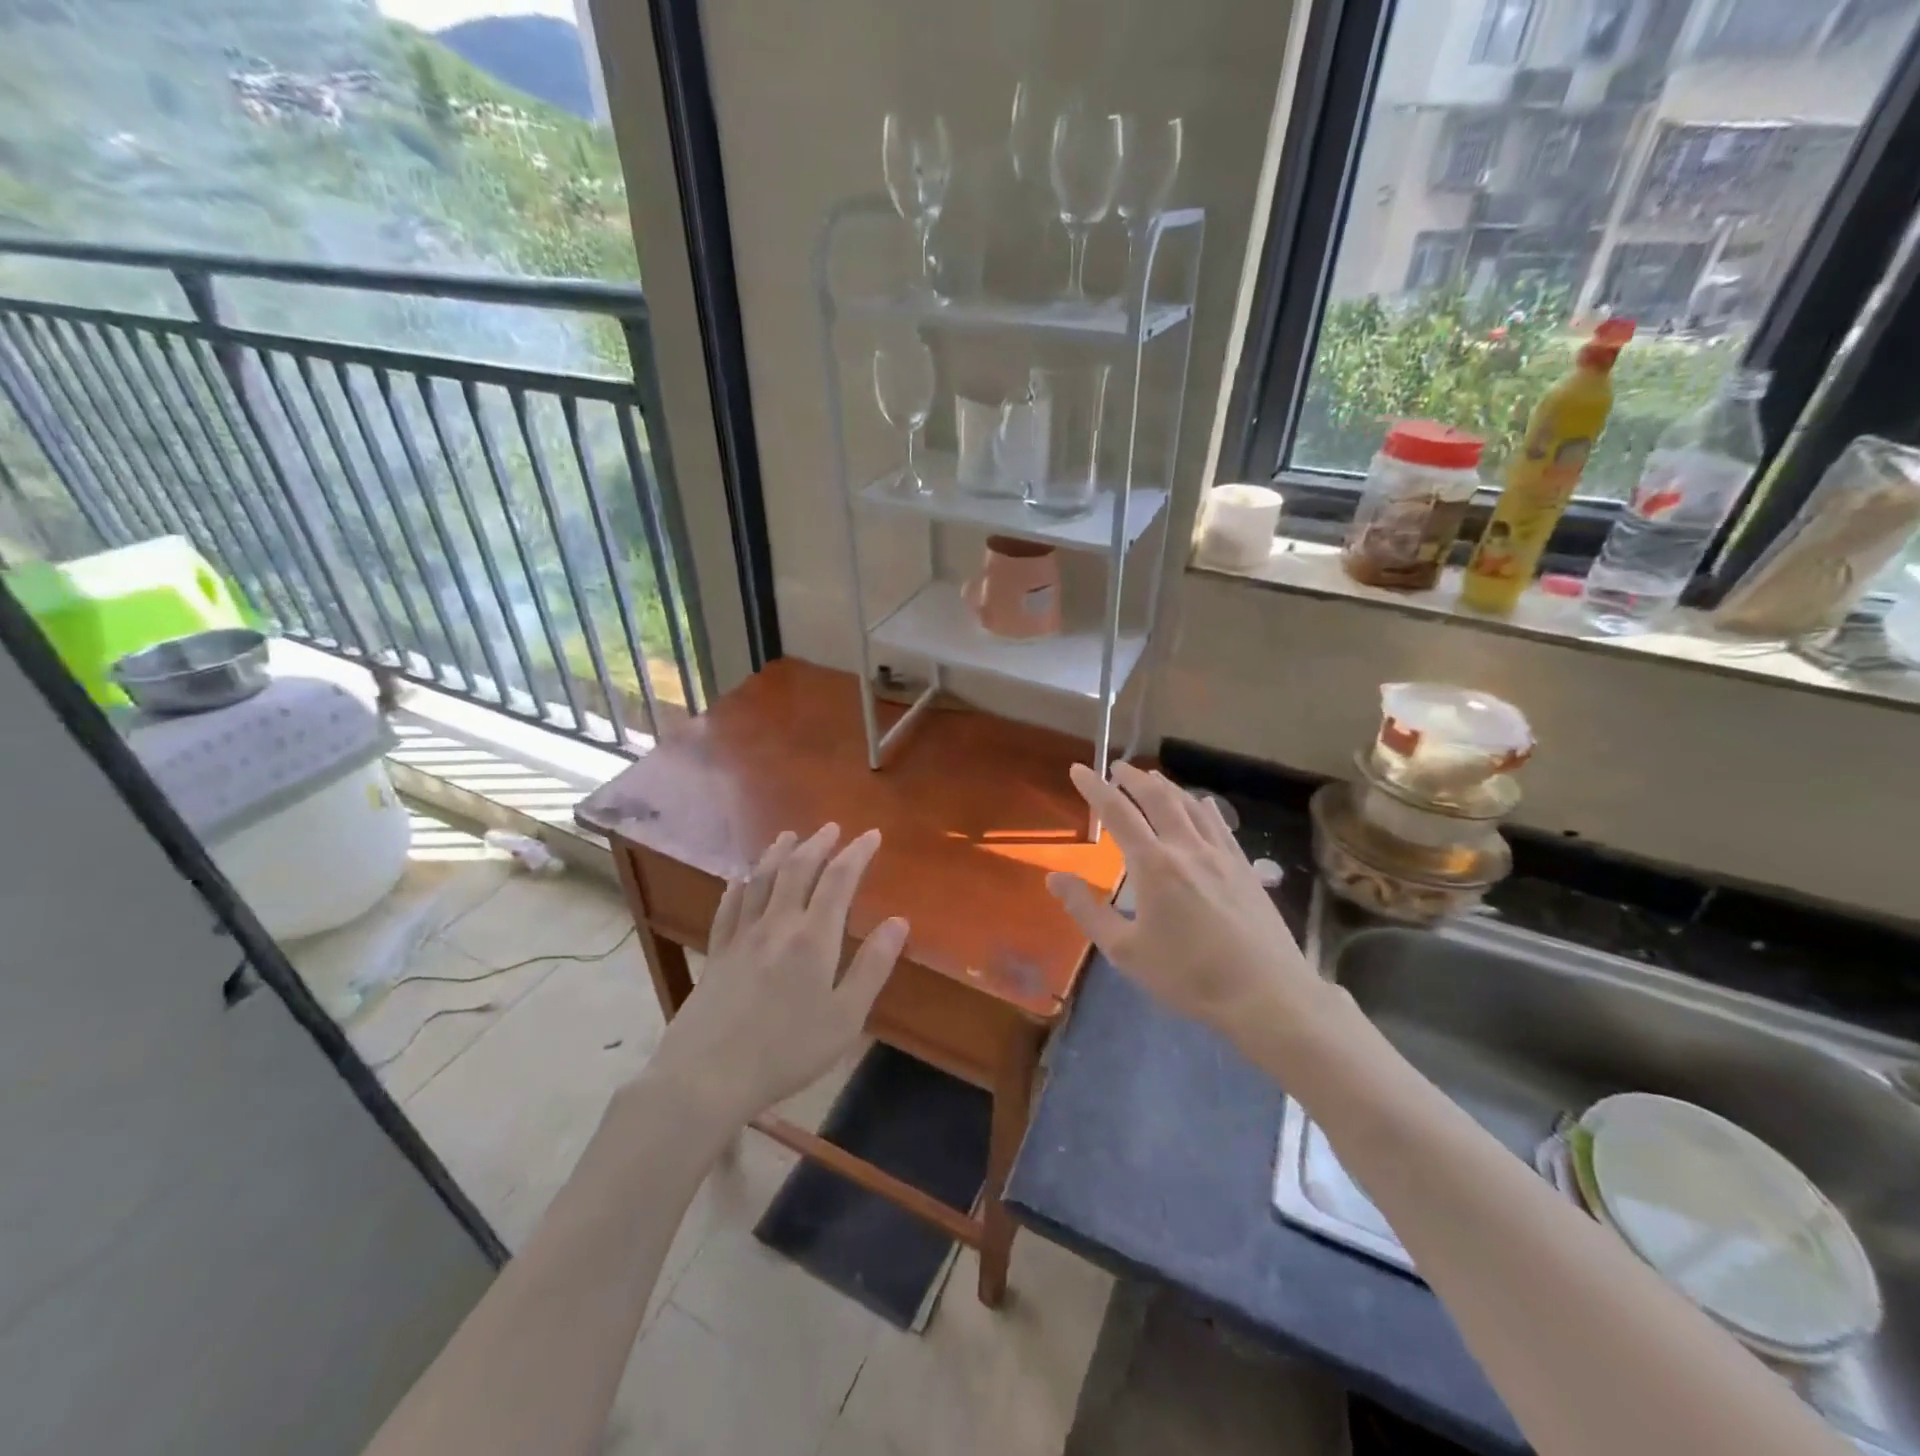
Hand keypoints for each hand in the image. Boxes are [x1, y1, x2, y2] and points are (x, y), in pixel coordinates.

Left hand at [646, 824, 906, 1123]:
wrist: (707, 1076)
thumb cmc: (787, 1051)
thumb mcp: (845, 1018)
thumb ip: (872, 967)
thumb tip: (899, 922)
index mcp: (813, 938)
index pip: (839, 880)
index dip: (857, 853)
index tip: (871, 835)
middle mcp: (777, 925)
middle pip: (797, 870)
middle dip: (818, 844)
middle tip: (832, 828)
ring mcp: (741, 936)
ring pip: (761, 880)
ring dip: (778, 853)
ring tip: (789, 836)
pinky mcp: (716, 952)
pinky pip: (728, 907)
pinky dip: (739, 886)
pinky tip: (740, 879)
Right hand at [1046, 763, 1320, 1052]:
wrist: (1265, 993)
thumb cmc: (1187, 975)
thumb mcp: (1125, 951)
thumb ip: (1087, 911)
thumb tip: (1054, 877)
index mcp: (1153, 865)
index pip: (1117, 812)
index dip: (1094, 788)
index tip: (1078, 769)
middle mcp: (1186, 848)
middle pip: (1157, 798)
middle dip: (1133, 778)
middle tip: (1116, 767)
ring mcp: (1221, 854)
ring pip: (1190, 805)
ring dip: (1167, 787)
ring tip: (1152, 779)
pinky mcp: (1244, 868)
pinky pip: (1219, 824)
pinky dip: (1203, 806)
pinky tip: (1202, 803)